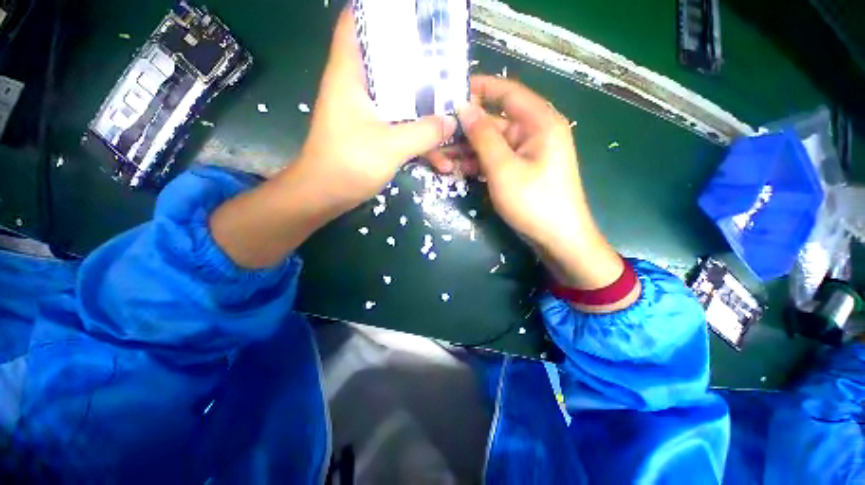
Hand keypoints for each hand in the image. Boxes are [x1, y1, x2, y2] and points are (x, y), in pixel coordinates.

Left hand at [211, 9, 456, 268]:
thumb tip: (452, 121)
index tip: (412, 15)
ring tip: (452, 112)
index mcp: (350, 74)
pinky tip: (439, 154)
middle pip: (387, 60)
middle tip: (446, 63)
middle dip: (417, 61)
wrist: (326, 195)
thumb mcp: (390, 146)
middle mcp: (357, 87)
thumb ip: (424, 132)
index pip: (355, 23)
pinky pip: (400, 125)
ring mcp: (366, 113)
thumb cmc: (348, 164)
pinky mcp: (373, 133)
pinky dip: (418, 136)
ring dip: (424, 108)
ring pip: (399, 98)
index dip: (378, 11)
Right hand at [429, 76, 628, 296]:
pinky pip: (496, 159)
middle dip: (466, 131)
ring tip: (444, 161)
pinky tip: (461, 171)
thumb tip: (464, 107)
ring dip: (469, 151)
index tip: (450, 92)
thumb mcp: (503, 168)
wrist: (558, 239)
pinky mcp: (521, 170)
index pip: (507, 92)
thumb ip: (483, 136)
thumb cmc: (534, 202)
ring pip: (492, 143)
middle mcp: (534, 132)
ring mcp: (527, 153)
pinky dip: (479, 164)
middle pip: (494, 122)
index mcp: (539, 122)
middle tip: (439, 140)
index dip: (479, 88)